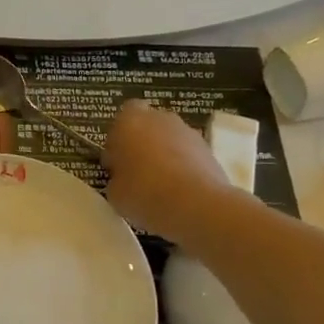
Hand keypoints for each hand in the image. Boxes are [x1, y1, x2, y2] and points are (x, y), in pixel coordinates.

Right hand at [103, 100, 248, 241]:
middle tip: (136, 173)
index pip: (119, 120)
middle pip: (147, 127)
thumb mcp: (114, 192)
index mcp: (129, 121)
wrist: (197, 205)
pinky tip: (179, 191)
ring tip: (160, 186)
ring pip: (170, 140)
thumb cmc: (144, 193)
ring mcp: (188, 132)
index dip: (117, 141)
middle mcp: (160, 118)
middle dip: (142, 145)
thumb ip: (116, 177)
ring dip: (164, 155)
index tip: (116, 164)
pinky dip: (183, 167)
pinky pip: (188, 155)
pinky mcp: (209, 149)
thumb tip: (124, 178)